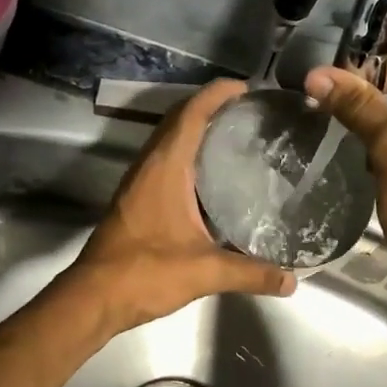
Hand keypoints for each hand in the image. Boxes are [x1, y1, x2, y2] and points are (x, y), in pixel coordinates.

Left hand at [67, 78, 296, 335]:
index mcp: (165, 168)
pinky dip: (187, 157)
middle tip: (249, 113)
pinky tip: (210, 180)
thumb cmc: (146, 273)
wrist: (95, 297)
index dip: (217, 94)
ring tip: (235, 138)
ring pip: (169, 142)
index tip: (248, 88)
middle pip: (179, 121)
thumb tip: (291, 280)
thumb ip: (251, 274)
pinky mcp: (135, 201)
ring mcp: (138, 183)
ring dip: (196, 132)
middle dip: (211, 108)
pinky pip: (164, 163)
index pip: (191, 114)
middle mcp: (149, 166)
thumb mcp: (206, 272)